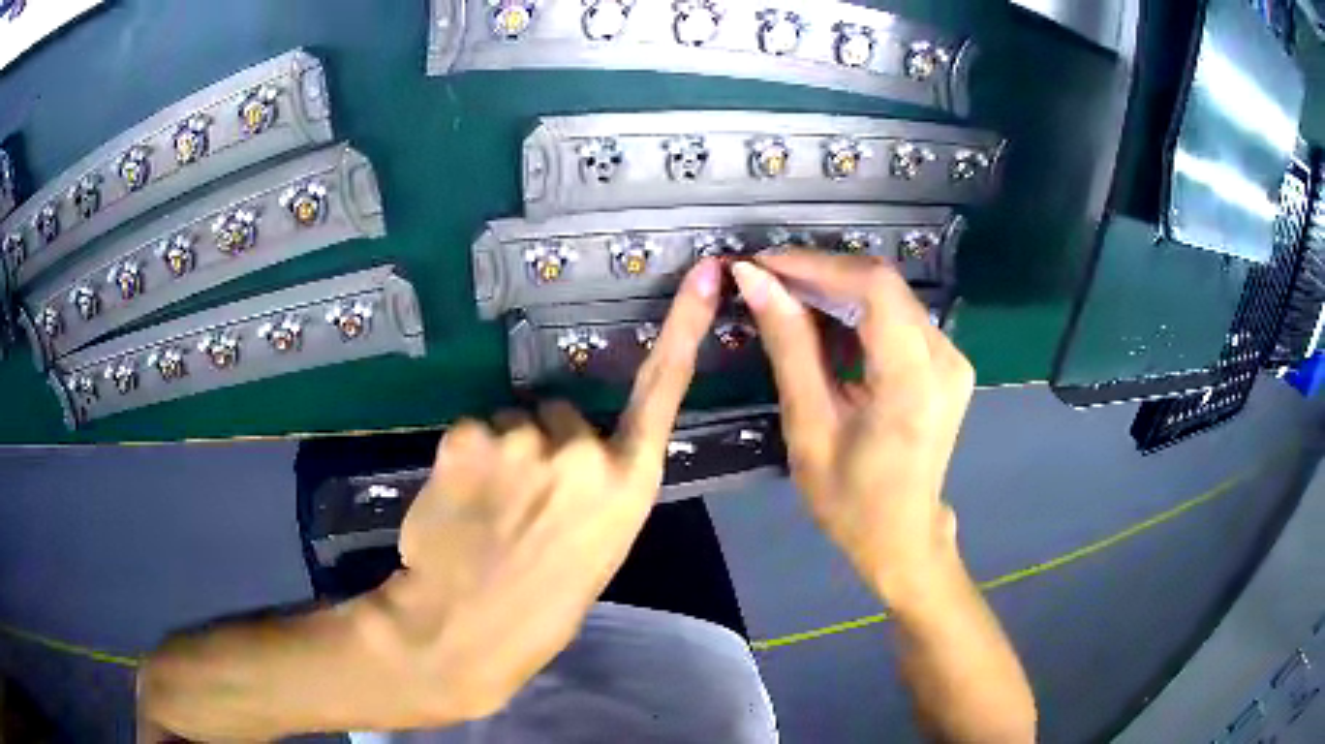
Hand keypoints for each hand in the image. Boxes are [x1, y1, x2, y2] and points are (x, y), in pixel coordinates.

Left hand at [374, 259, 721, 719]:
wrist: (467, 628)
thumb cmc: (542, 604)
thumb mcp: (597, 547)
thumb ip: (596, 490)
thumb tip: (571, 459)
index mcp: (628, 484)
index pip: (663, 391)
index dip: (683, 330)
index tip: (704, 275)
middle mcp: (584, 450)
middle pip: (561, 413)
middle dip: (543, 445)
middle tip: (522, 501)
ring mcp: (524, 438)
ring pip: (511, 421)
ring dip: (501, 451)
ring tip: (487, 506)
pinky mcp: (469, 435)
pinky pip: (472, 429)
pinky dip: (464, 456)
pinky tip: (458, 497)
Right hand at [731, 253, 973, 600]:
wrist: (902, 535)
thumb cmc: (850, 498)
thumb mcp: (809, 427)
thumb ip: (789, 347)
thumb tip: (755, 281)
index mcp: (914, 381)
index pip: (874, 288)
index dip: (817, 264)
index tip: (764, 264)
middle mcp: (945, 358)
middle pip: (884, 285)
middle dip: (821, 273)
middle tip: (766, 279)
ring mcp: (952, 358)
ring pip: (891, 295)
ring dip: (836, 289)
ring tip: (785, 295)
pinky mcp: (947, 362)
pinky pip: (899, 316)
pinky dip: (857, 310)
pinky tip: (822, 320)